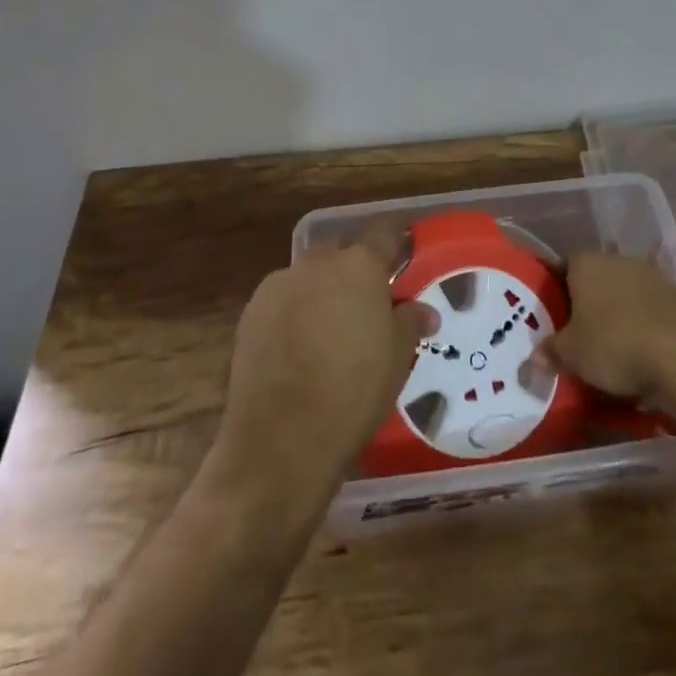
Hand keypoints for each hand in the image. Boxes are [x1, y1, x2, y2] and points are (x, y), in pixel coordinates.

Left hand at [210, 238, 433, 507]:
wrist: (280, 441)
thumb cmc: (353, 393)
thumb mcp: (397, 359)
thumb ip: (410, 323)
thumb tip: (424, 311)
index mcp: (359, 266)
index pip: (384, 235)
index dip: (396, 242)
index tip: (405, 253)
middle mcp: (317, 264)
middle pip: (342, 253)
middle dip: (355, 269)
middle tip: (369, 301)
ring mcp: (279, 286)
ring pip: (309, 276)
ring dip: (323, 291)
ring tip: (332, 328)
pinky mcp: (250, 313)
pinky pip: (283, 300)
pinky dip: (295, 312)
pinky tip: (300, 346)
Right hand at [545, 251, 675, 420]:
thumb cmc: (615, 343)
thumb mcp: (572, 355)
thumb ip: (552, 352)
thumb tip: (535, 356)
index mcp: (586, 262)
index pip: (562, 267)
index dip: (554, 291)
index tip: (549, 317)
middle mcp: (618, 261)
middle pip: (595, 281)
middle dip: (587, 307)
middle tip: (577, 339)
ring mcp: (652, 277)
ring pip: (624, 298)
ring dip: (618, 320)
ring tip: (609, 355)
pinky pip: (650, 315)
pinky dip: (644, 332)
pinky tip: (641, 360)